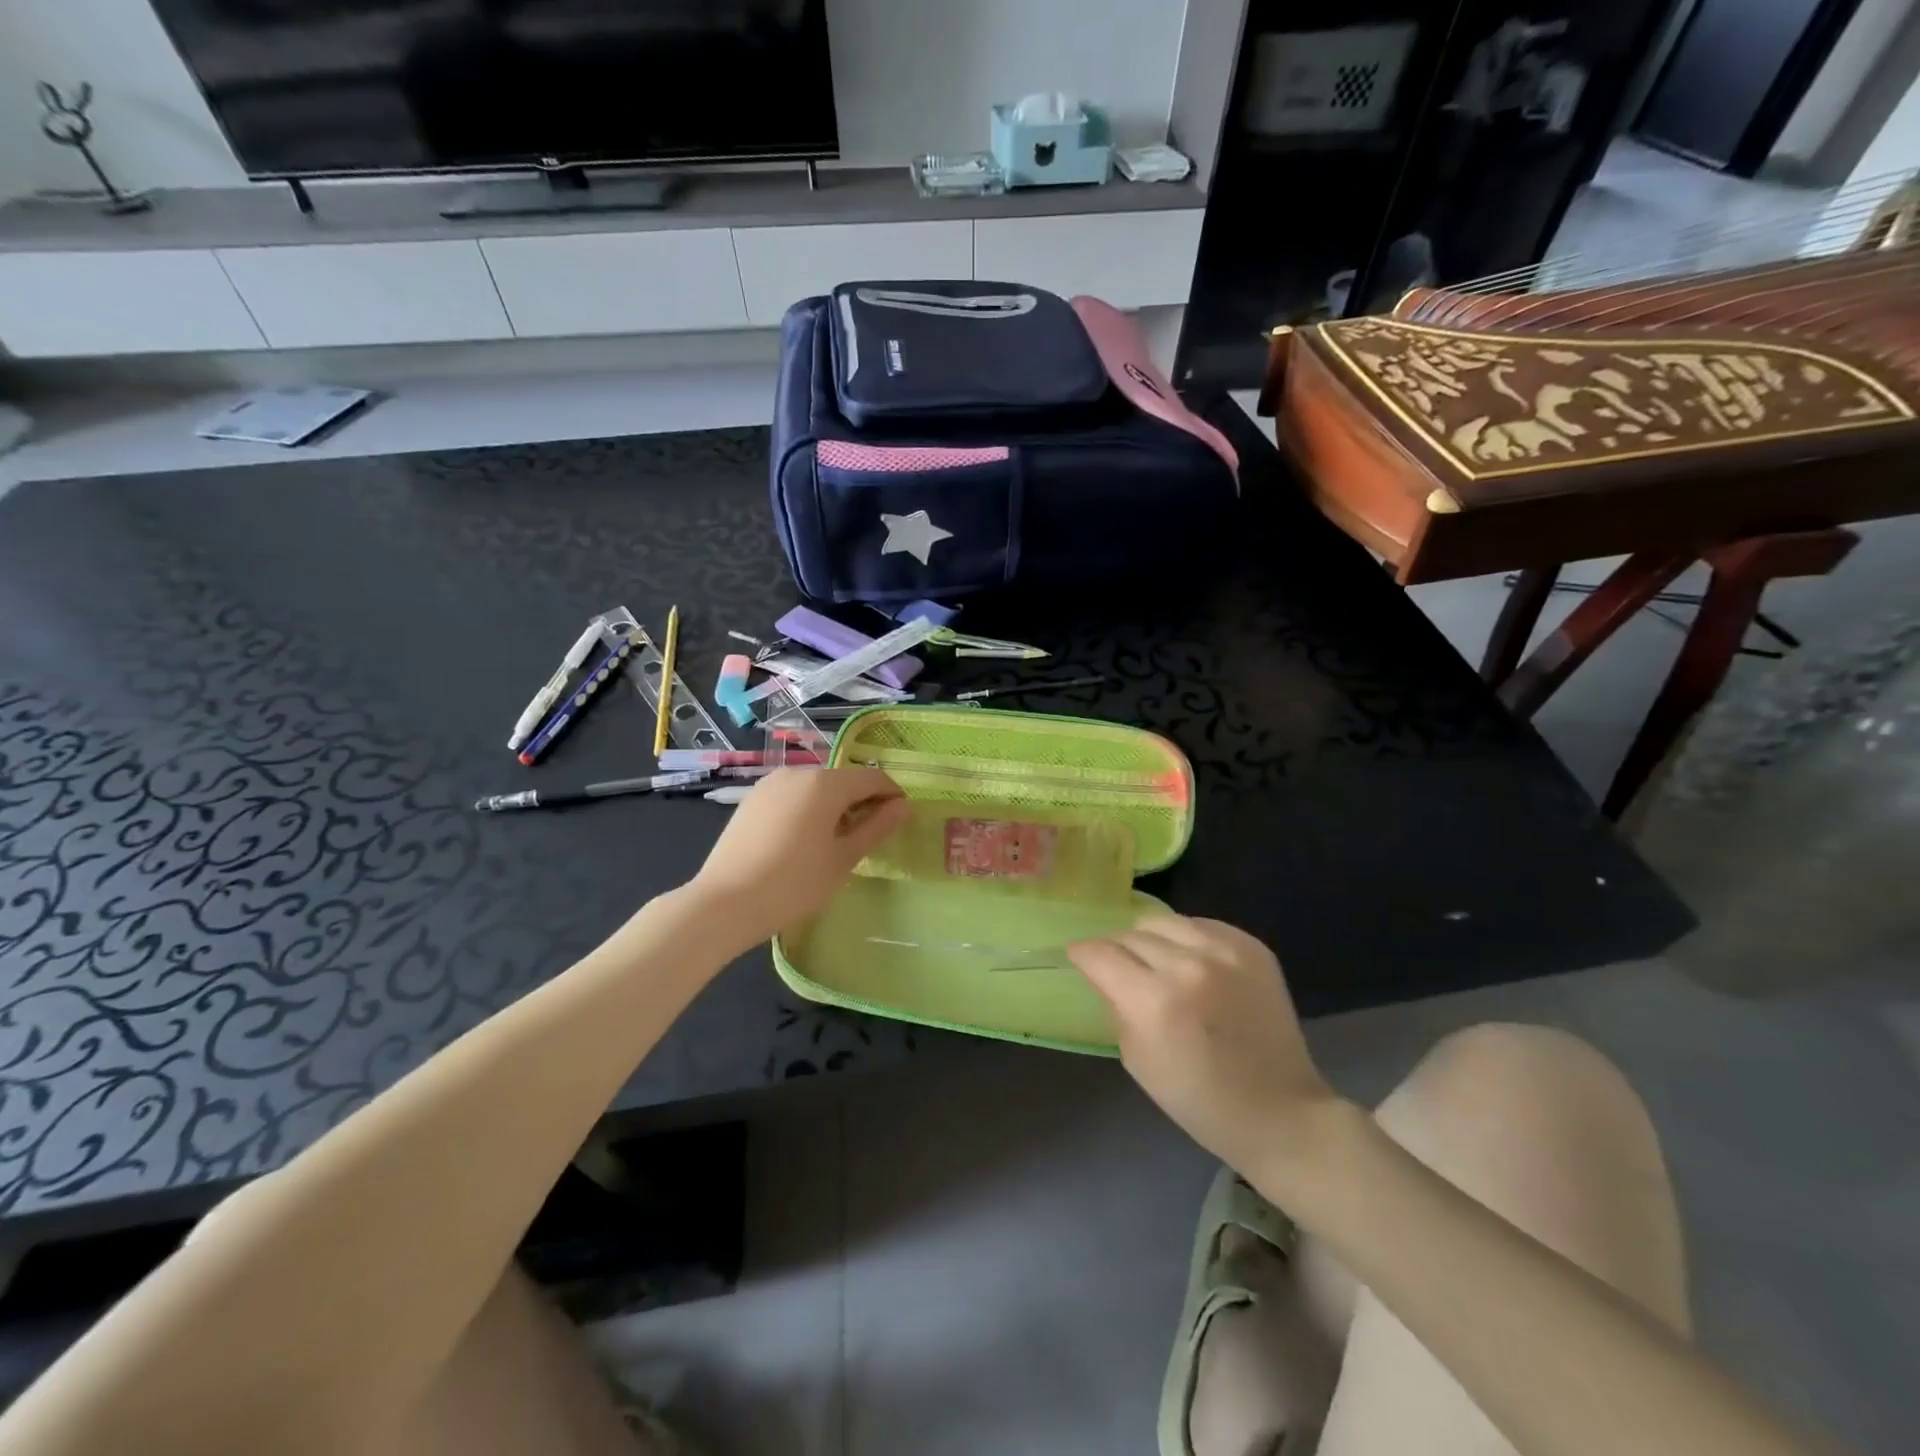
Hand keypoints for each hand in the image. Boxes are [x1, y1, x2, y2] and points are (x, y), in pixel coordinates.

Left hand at [688, 767, 908, 948]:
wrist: (725, 903)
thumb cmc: (794, 883)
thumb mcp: (843, 858)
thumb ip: (876, 827)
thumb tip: (903, 806)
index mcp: (825, 783)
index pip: (872, 778)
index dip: (891, 796)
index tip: (899, 821)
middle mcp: (798, 772)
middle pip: (842, 780)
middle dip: (861, 802)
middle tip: (868, 838)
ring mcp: (770, 784)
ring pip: (816, 788)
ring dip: (833, 806)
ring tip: (835, 842)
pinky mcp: (752, 800)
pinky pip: (792, 797)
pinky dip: (807, 810)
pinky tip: (803, 842)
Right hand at [1068, 915, 1342, 1177]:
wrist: (1280, 1112)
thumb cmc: (1199, 1099)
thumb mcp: (1137, 1060)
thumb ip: (1116, 1005)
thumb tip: (1104, 972)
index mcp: (1154, 1001)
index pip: (1101, 954)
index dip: (1083, 953)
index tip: (1079, 958)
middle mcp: (1188, 965)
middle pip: (1130, 933)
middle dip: (1117, 949)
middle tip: (1121, 969)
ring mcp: (1225, 951)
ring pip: (1163, 920)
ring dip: (1151, 939)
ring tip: (1157, 962)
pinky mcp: (1252, 947)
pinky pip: (1201, 924)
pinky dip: (1186, 939)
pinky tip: (1192, 963)